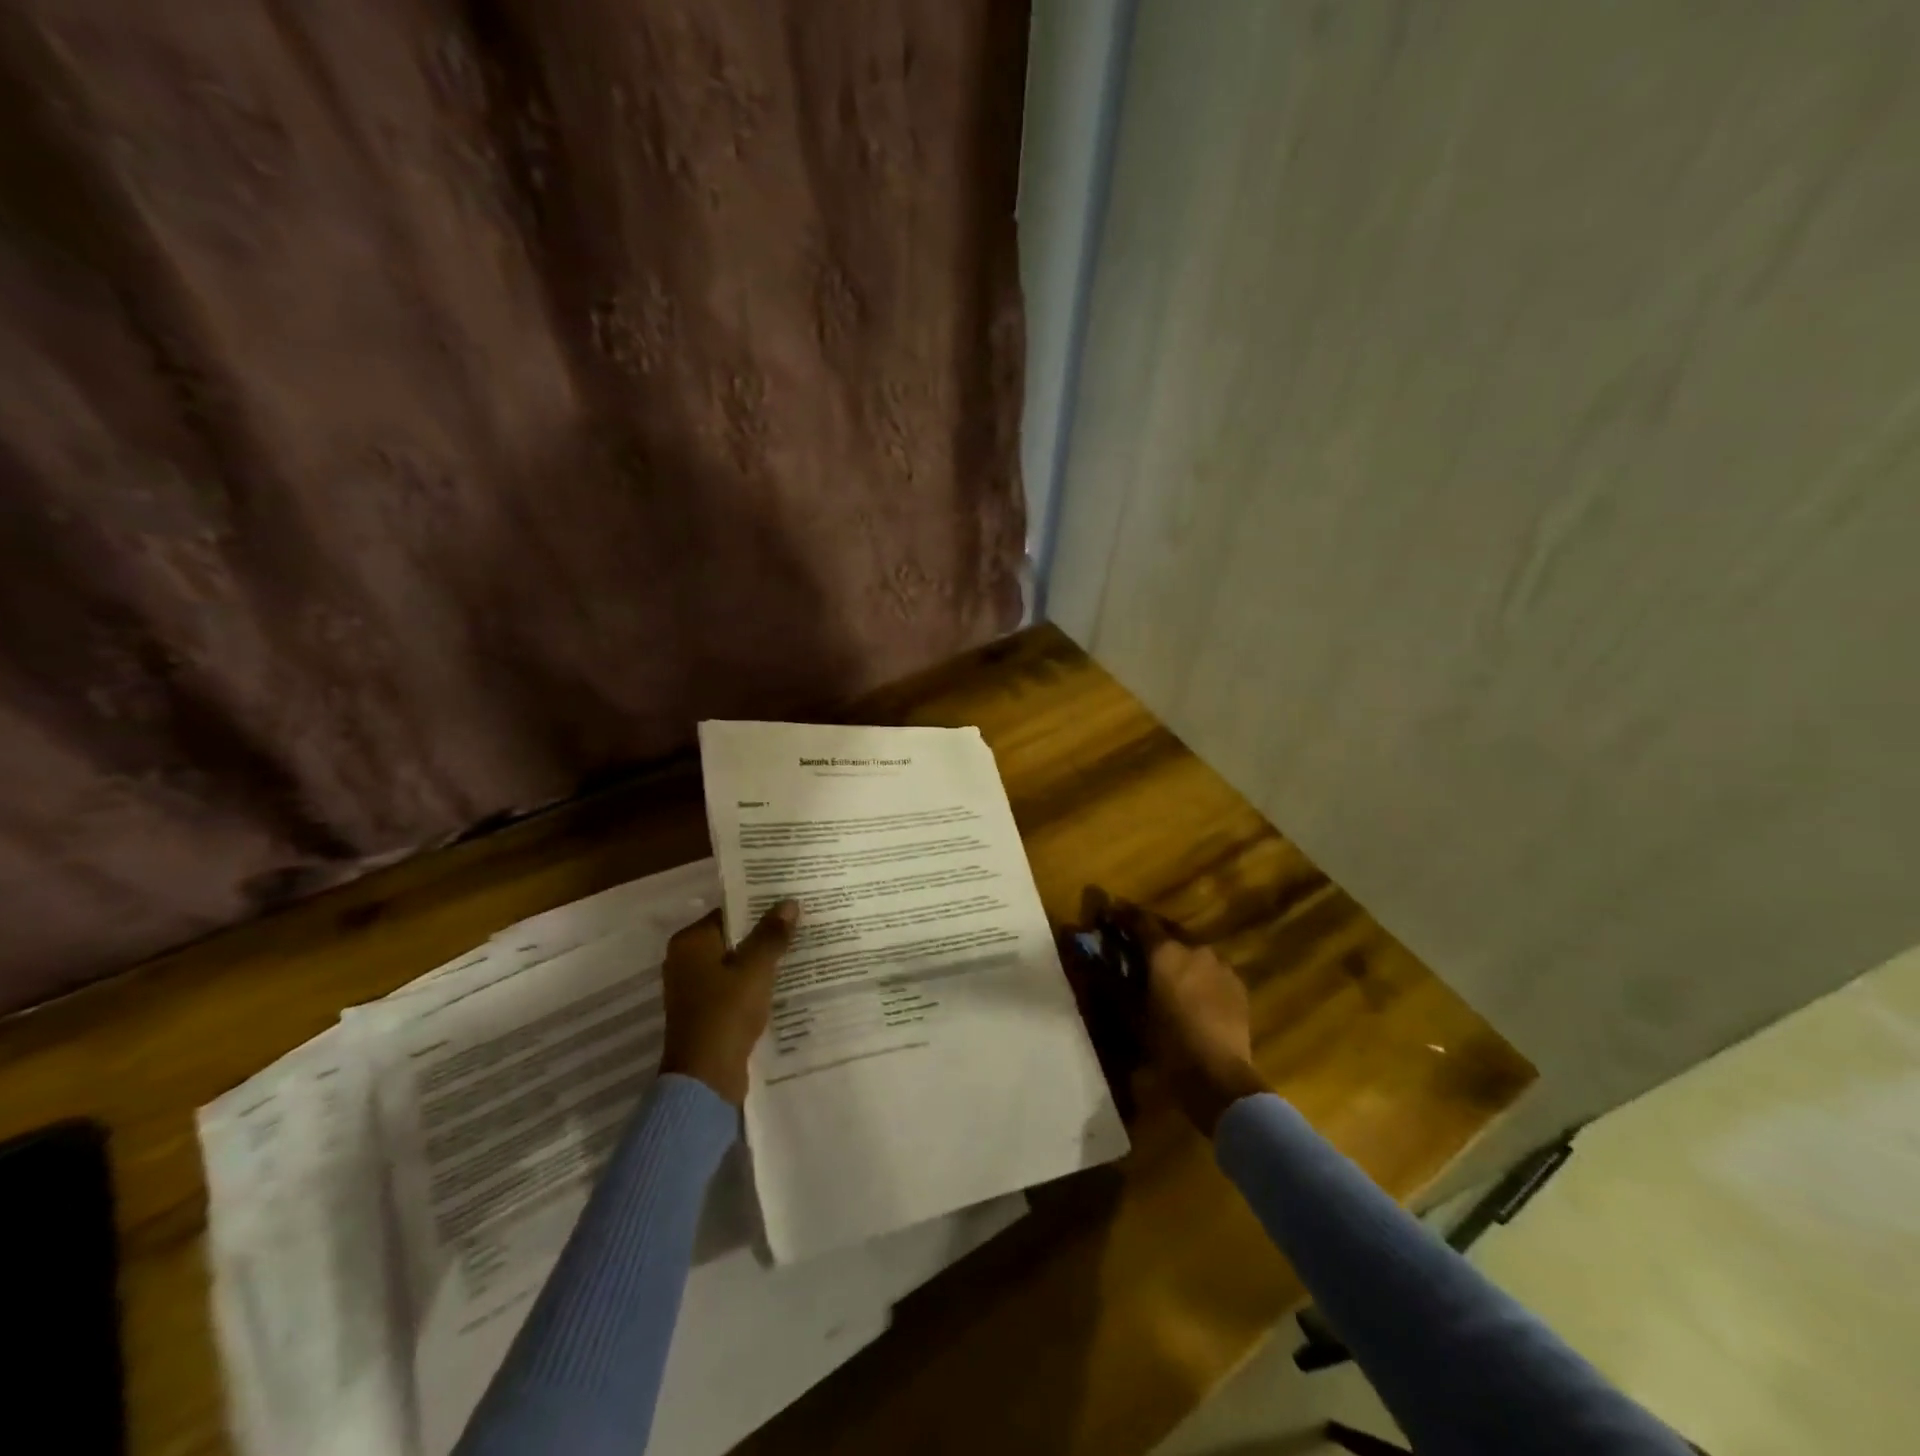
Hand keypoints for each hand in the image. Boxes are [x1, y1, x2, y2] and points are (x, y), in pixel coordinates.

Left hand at [659, 901, 797, 1105]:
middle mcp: (685, 960)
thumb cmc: (726, 1013)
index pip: (729, 912)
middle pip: (732, 937)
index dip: (760, 906)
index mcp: (690, 942)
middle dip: (764, 933)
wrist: (705, 1077)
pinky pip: (733, 986)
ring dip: (761, 959)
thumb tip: (789, 903)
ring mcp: (693, 989)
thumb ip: (772, 934)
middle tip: (801, 924)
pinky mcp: (704, 1012)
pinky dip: (754, 983)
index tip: (790, 903)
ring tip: (798, 950)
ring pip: (734, 963)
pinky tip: (782, 982)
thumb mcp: (755, 969)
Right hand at [1114, 903, 1268, 1133]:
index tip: (1108, 915)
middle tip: (1134, 943)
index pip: (1139, 920)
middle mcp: (1194, 947)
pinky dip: (1196, 970)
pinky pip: (1211, 967)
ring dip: (1175, 951)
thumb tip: (1093, 960)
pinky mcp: (1237, 984)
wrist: (1219, 1076)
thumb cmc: (1168, 1044)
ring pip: (1192, 947)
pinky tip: (1191, 988)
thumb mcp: (1130, 1014)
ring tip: (1163, 968)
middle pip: (1168, 929)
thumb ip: (1112, 981)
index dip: (1121, 915)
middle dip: (1150, 932)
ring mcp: (1221, 965)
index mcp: (1165, 951)